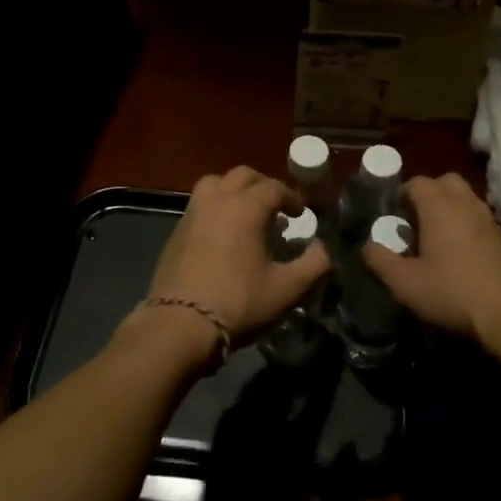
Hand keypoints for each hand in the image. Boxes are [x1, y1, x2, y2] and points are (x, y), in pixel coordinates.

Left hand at [127, 167, 330, 364]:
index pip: (274, 187)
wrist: (180, 325)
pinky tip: (222, 233)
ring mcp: (192, 213)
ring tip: (246, 212)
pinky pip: (200, 204)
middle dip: (264, 186)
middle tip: (277, 208)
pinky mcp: (176, 231)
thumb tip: (324, 247)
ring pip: (215, 183)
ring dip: (234, 189)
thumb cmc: (239, 303)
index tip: (302, 214)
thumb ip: (314, 264)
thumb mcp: (287, 289)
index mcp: (246, 207)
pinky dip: (215, 206)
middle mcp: (218, 200)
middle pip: (243, 175)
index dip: (292, 197)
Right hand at [361, 173, 500, 344]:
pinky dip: (470, 228)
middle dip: (430, 194)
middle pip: (446, 182)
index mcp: (440, 206)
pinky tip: (465, 259)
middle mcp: (467, 204)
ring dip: (451, 210)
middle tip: (417, 221)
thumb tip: (367, 246)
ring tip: (439, 241)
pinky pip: (482, 222)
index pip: (417, 182)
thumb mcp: (406, 284)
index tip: (394, 216)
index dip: (402, 195)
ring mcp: (491, 220)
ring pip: (467, 200)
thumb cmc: (453, 293)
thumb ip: (381, 261)